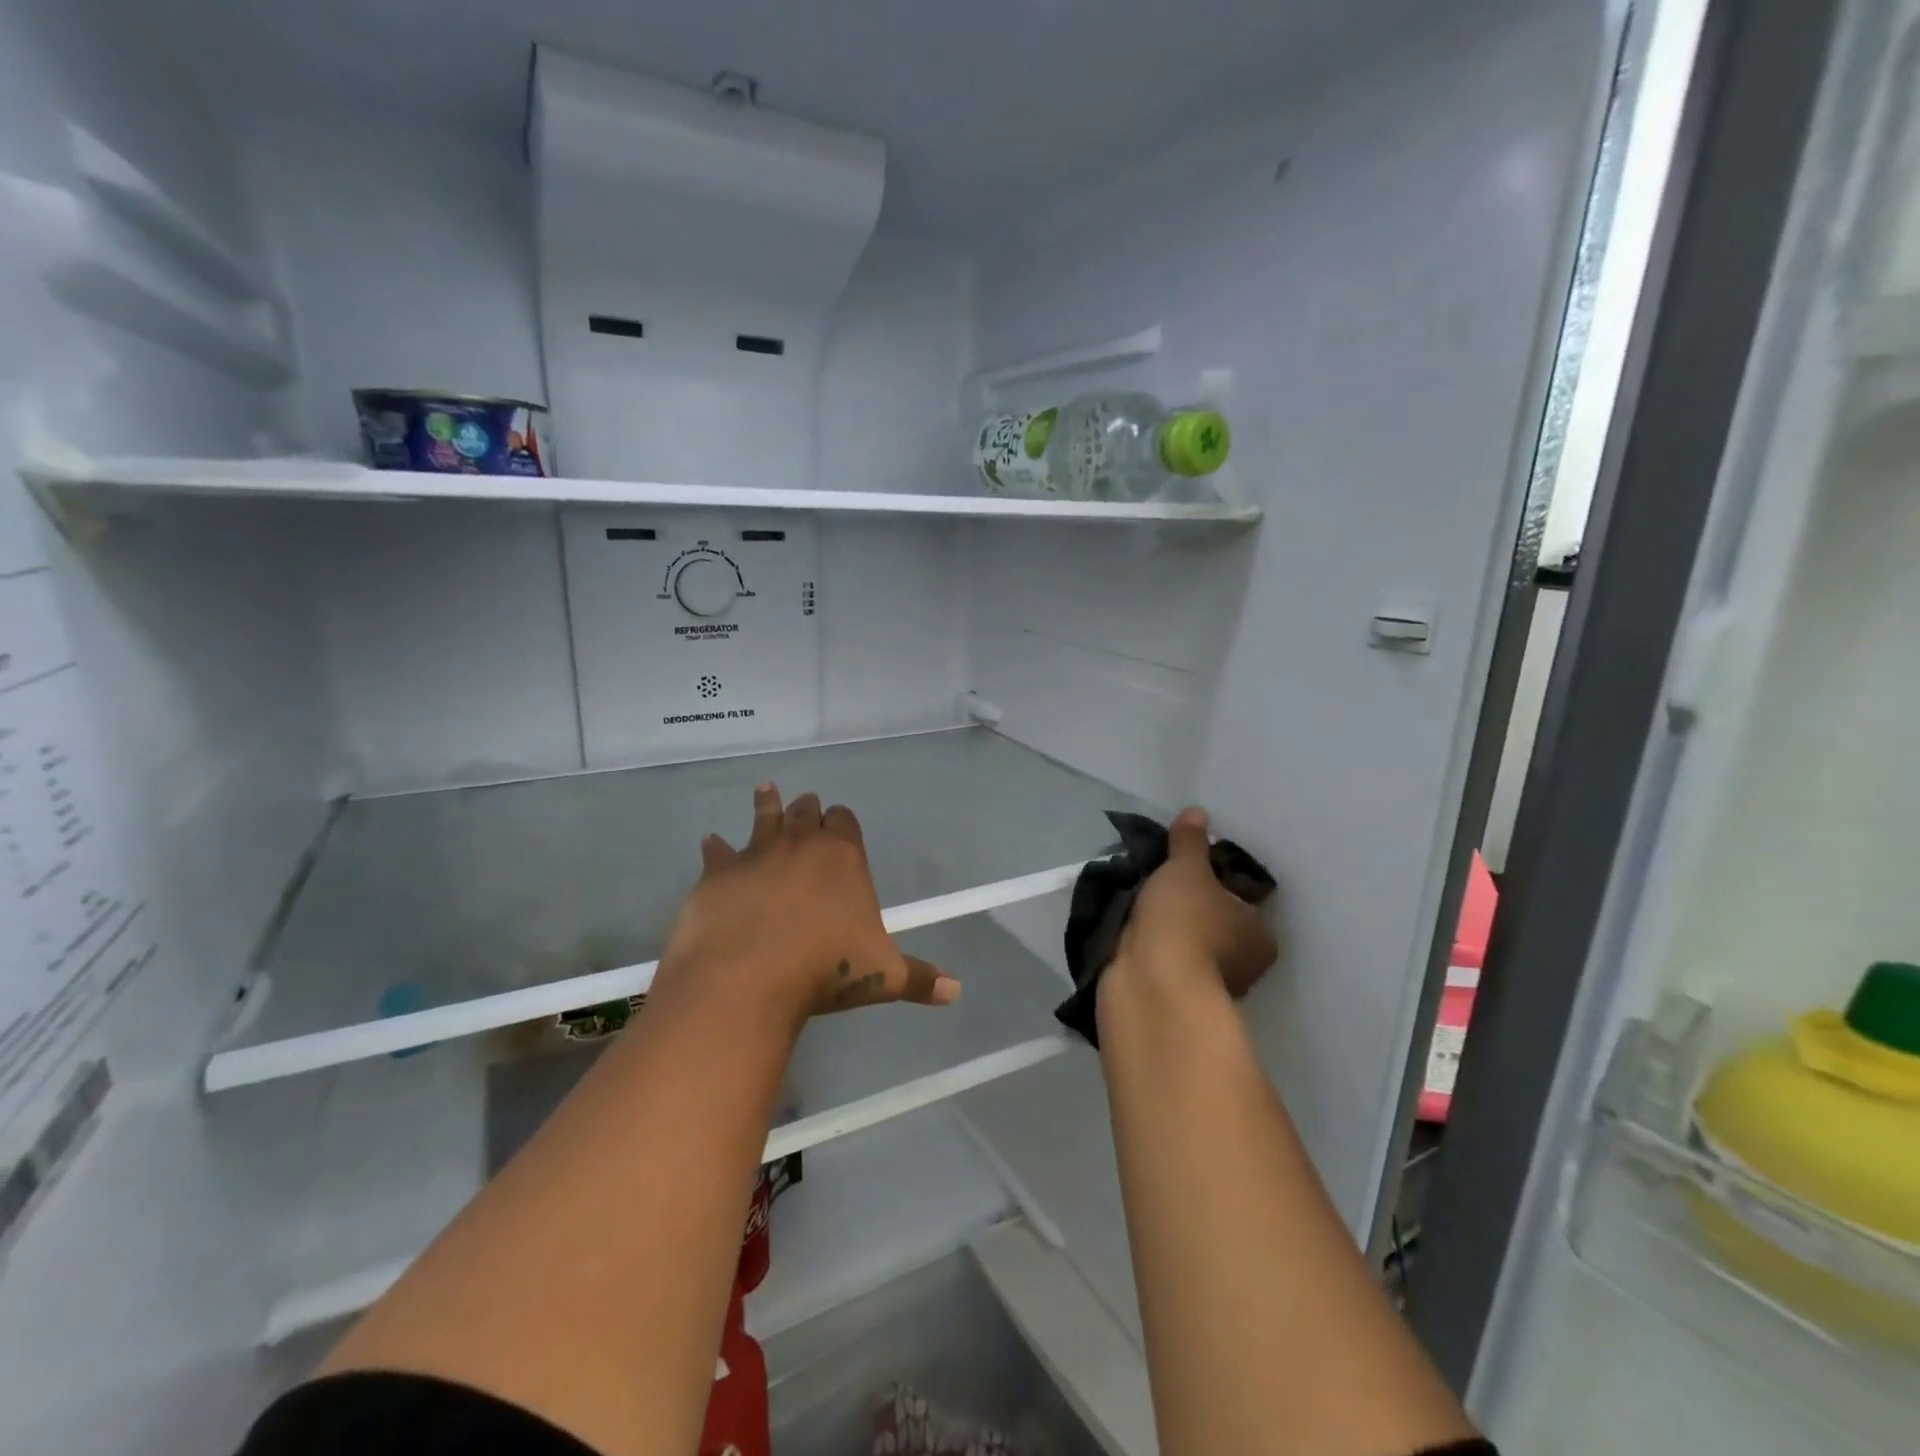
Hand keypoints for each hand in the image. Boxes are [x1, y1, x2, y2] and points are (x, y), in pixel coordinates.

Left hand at [652, 783, 959, 1031]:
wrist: (747, 980)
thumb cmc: (826, 971)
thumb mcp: (884, 977)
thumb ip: (920, 979)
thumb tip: (955, 991)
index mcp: (842, 855)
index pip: (845, 820)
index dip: (842, 822)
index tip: (840, 828)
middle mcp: (799, 843)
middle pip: (805, 811)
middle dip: (808, 810)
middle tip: (807, 810)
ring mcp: (755, 854)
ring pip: (764, 818)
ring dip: (766, 804)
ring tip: (766, 789)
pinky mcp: (717, 874)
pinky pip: (717, 852)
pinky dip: (716, 848)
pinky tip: (710, 843)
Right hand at [1109, 807, 1277, 1000]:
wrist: (1150, 985)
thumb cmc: (1185, 922)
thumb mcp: (1186, 868)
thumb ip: (1190, 841)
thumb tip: (1197, 812)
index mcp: (1259, 932)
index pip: (1242, 898)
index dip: (1217, 881)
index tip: (1187, 868)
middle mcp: (1243, 963)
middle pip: (1215, 922)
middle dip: (1189, 905)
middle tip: (1159, 881)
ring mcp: (1208, 985)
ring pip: (1188, 943)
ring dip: (1167, 929)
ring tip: (1136, 901)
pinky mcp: (1174, 998)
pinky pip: (1164, 961)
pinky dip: (1150, 948)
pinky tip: (1129, 931)